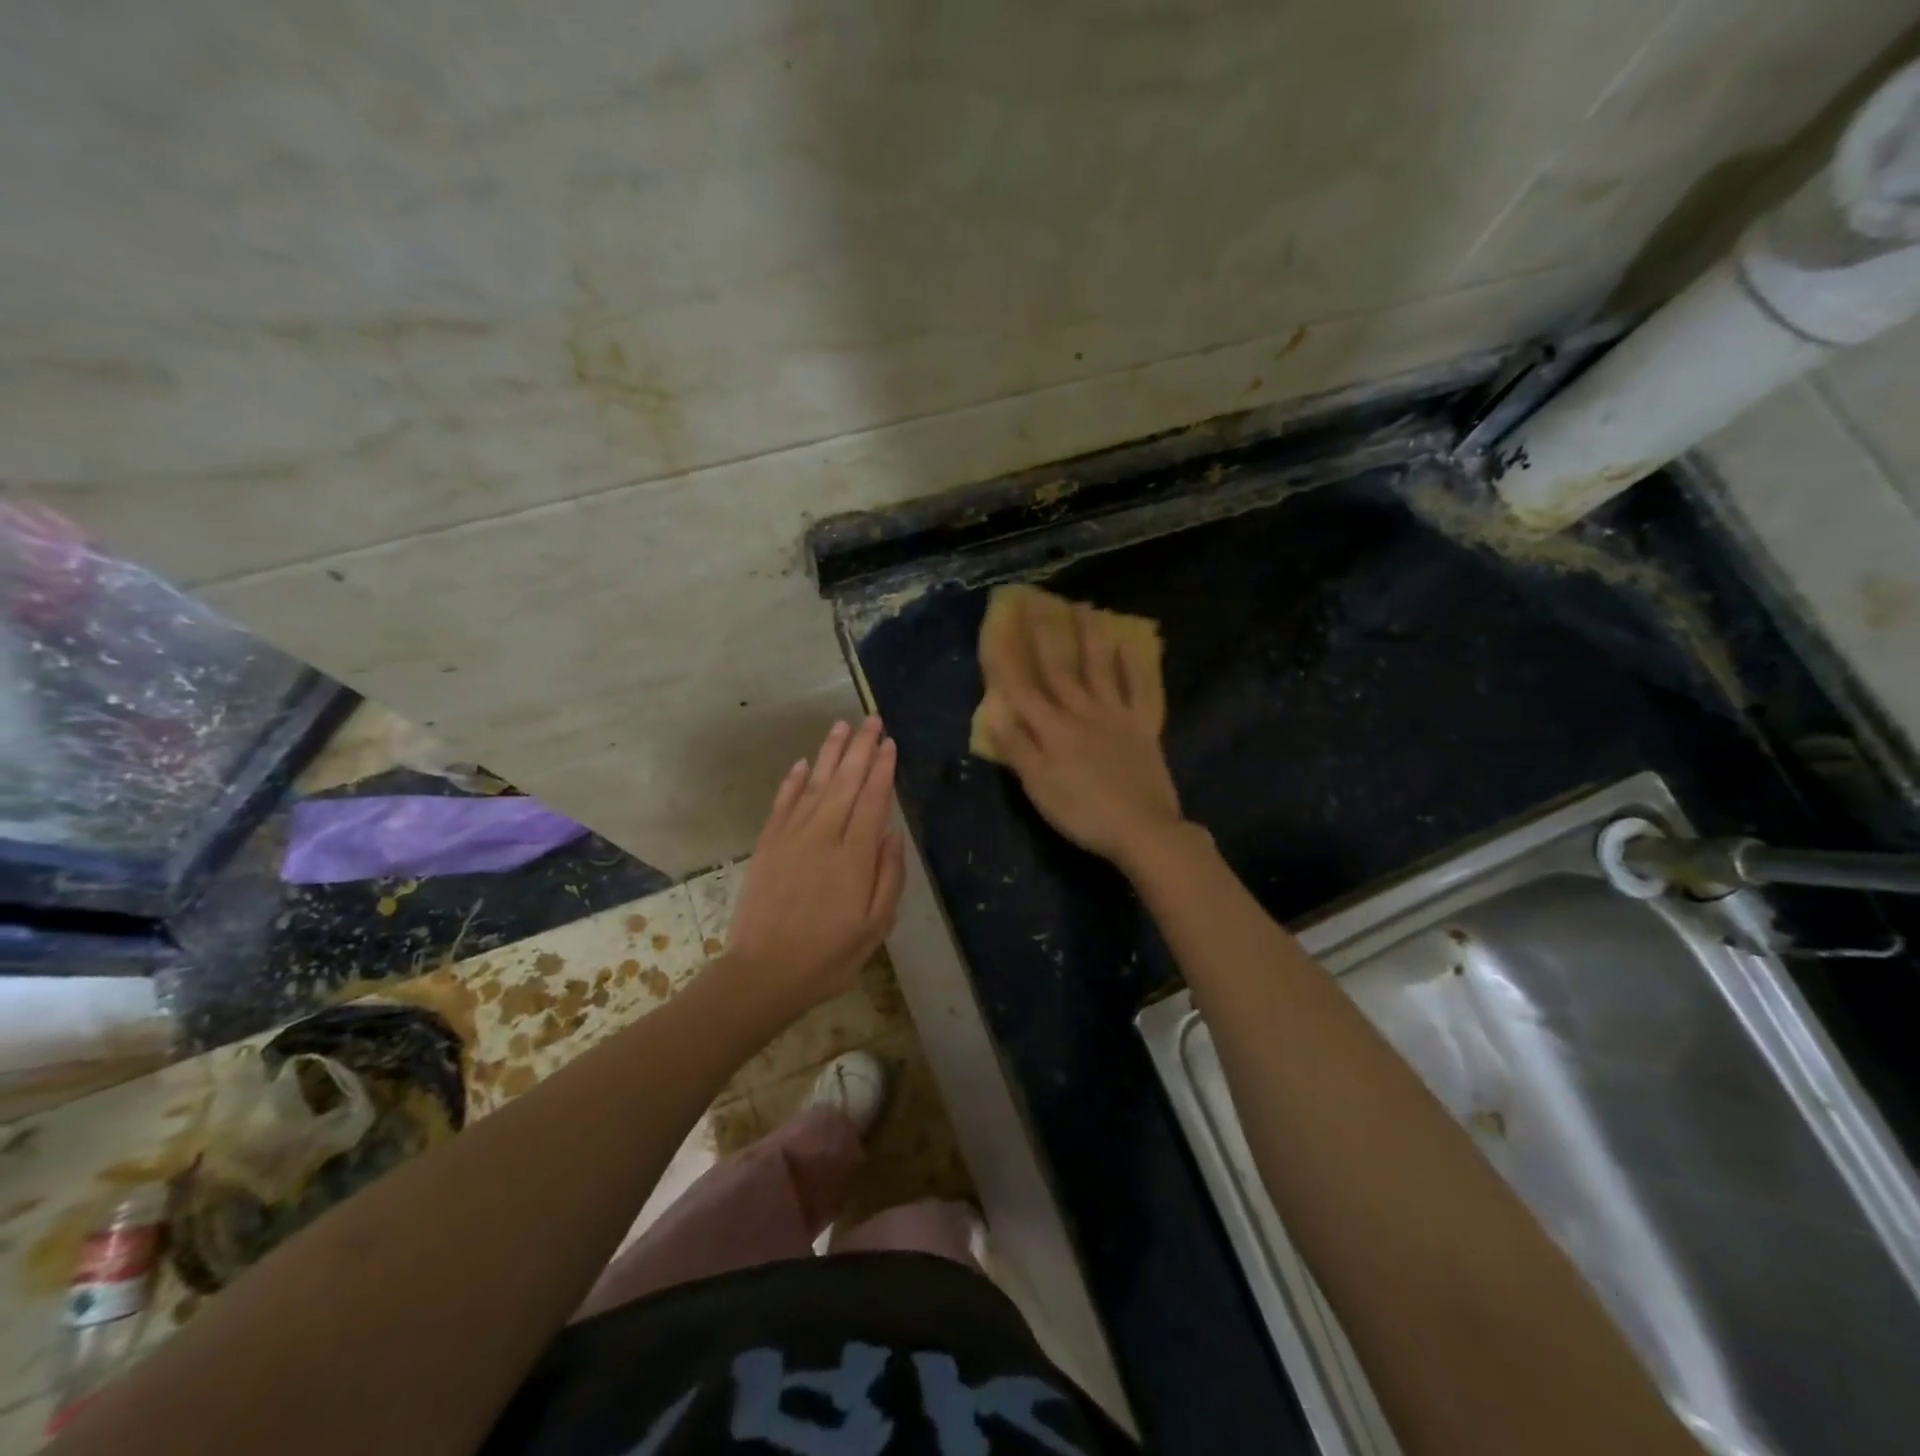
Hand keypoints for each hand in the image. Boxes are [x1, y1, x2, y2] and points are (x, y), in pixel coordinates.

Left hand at [722, 718, 905, 1017]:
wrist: (764, 973)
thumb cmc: (829, 955)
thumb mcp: (876, 925)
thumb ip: (889, 876)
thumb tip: (892, 832)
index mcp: (855, 855)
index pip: (872, 799)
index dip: (882, 768)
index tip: (889, 743)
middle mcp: (823, 835)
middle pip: (845, 781)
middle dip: (861, 748)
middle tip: (872, 719)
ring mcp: (792, 836)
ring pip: (814, 783)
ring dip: (829, 753)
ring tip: (841, 727)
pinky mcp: (768, 844)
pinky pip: (783, 803)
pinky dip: (793, 781)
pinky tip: (802, 764)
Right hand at [987, 598, 1187, 867]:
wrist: (1142, 829)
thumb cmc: (1083, 813)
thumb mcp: (1039, 787)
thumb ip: (1017, 749)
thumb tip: (994, 714)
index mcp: (1053, 730)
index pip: (1022, 690)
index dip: (1007, 661)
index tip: (996, 630)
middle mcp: (1083, 713)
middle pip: (1061, 669)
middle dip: (1047, 636)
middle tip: (1039, 603)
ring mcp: (1116, 716)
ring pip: (1100, 669)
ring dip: (1091, 638)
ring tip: (1087, 608)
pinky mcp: (1143, 728)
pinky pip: (1139, 690)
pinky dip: (1134, 667)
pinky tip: (1130, 646)